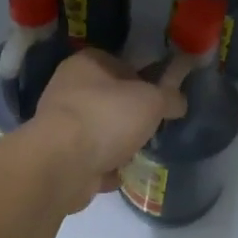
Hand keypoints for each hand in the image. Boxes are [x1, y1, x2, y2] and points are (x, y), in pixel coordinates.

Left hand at [24, 50, 185, 211]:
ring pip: (100, 131)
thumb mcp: (151, 101)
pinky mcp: (59, 157)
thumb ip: (169, 97)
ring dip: (118, 143)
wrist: (61, 165)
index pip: (120, 63)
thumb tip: (178, 101)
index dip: (144, 79)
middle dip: (132, 116)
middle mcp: (67, 89)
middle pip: (110, 100)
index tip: (161, 98)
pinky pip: (91, 159)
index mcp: (86, 63)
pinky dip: (105, 167)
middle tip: (154, 127)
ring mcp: (60, 125)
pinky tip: (122, 173)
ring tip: (141, 152)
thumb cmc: (106, 118)